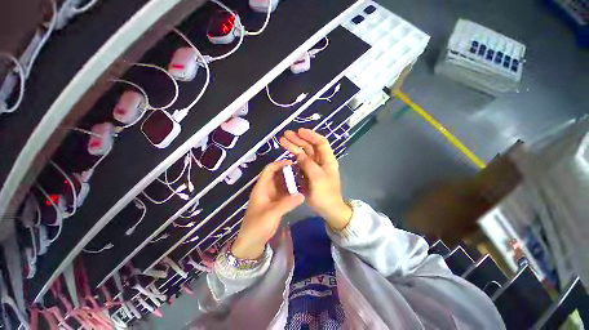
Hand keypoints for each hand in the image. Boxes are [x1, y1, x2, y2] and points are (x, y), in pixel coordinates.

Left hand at [232, 160, 304, 258]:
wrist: (251, 243)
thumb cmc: (257, 226)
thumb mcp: (272, 213)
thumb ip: (287, 203)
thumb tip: (302, 195)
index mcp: (261, 188)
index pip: (269, 170)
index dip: (279, 164)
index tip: (293, 163)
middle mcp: (266, 189)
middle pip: (277, 175)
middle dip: (288, 172)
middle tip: (302, 171)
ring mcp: (271, 197)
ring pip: (281, 184)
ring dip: (290, 181)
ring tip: (303, 179)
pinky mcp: (275, 204)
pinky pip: (284, 193)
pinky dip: (291, 191)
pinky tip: (300, 191)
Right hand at [280, 128, 351, 229]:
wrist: (328, 209)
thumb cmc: (326, 194)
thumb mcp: (317, 178)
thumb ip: (308, 165)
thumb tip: (299, 154)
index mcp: (327, 160)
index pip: (320, 142)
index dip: (310, 135)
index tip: (299, 131)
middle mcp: (321, 161)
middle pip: (310, 146)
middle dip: (298, 139)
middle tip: (285, 135)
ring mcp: (314, 167)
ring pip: (304, 154)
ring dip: (294, 147)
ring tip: (282, 141)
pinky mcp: (308, 173)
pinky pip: (300, 163)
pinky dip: (294, 158)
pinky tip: (287, 154)